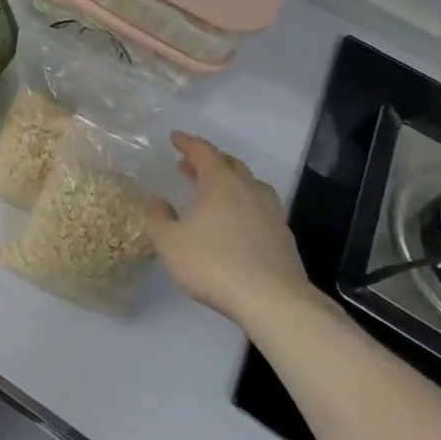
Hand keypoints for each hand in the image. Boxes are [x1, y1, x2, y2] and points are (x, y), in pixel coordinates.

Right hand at [144, 134, 314, 328]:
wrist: (274, 301)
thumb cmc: (214, 264)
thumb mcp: (169, 242)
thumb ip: (158, 217)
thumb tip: (156, 200)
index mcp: (220, 182)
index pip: (203, 151)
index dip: (188, 142)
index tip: (175, 137)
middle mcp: (248, 189)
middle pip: (230, 164)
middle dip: (209, 160)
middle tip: (190, 164)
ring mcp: (271, 212)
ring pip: (250, 184)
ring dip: (230, 181)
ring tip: (215, 191)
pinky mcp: (284, 236)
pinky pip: (261, 207)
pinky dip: (245, 204)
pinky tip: (237, 222)